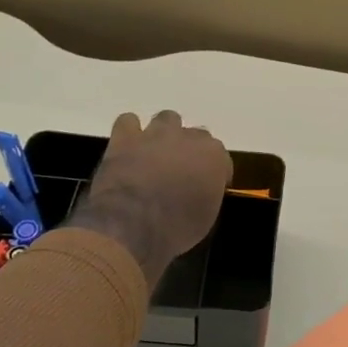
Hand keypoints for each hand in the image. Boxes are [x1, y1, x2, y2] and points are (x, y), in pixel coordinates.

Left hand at [66, 110, 231, 283]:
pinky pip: (129, 122)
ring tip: (157, 153)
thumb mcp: (206, 217)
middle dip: (191, 150)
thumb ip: (208, 193)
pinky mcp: (126, 138)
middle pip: (197, 135)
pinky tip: (129, 147)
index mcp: (214, 157)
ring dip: (165, 133)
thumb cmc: (176, 228)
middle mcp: (189, 138)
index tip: (208, 187)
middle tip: (181, 171)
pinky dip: (130, 132)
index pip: (221, 157)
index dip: (214, 172)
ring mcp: (156, 134)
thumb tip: (201, 190)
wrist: (132, 226)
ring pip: (167, 119)